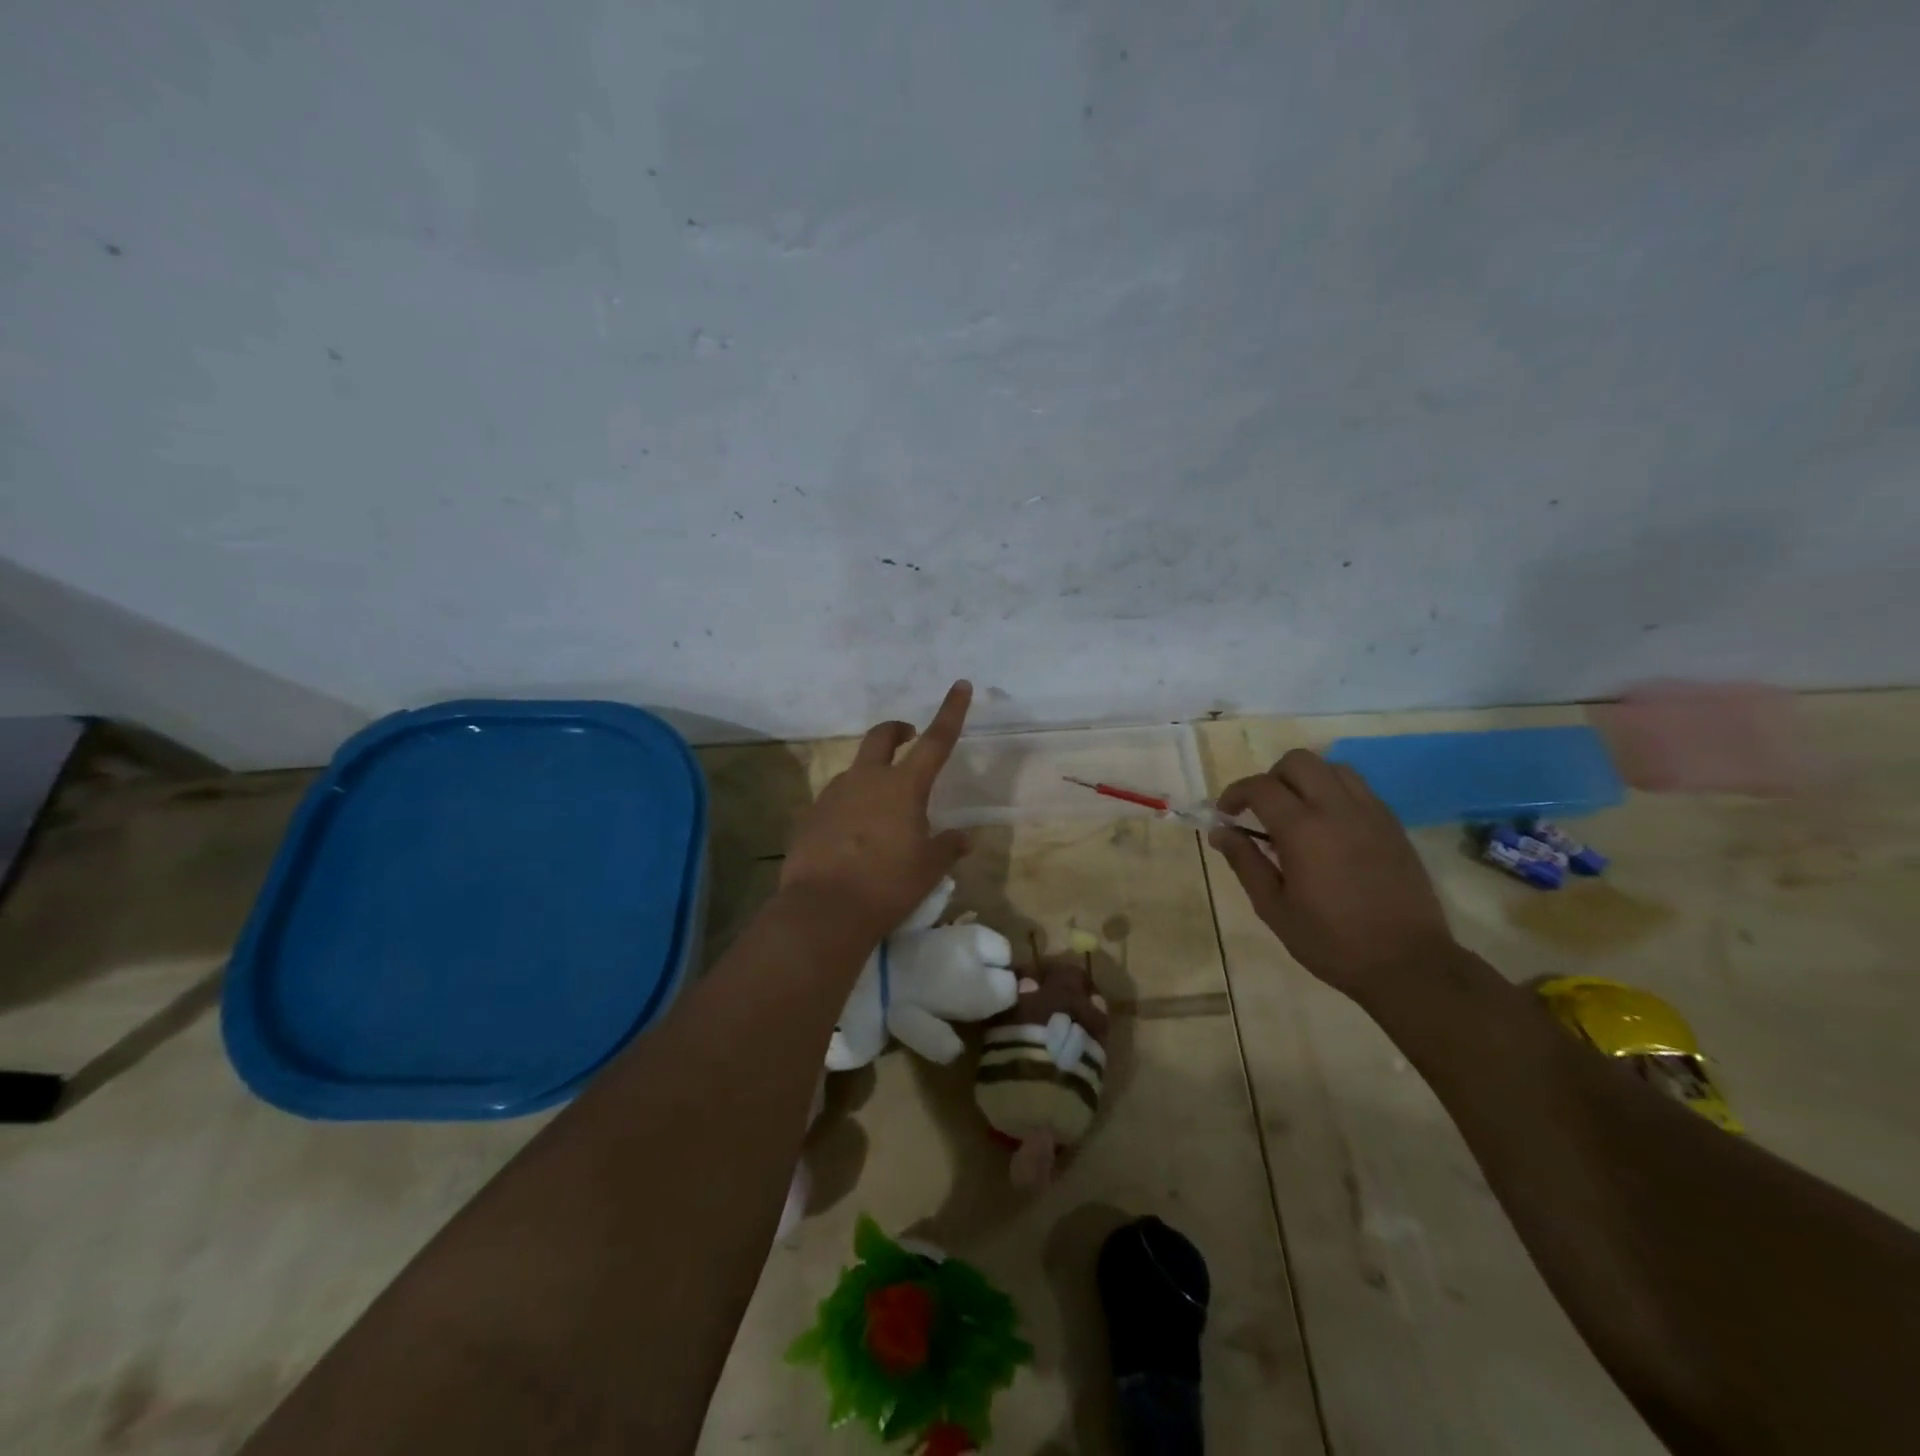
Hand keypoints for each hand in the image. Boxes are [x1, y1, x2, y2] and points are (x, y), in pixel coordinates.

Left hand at [779, 681, 972, 939]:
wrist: (824, 909)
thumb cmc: (888, 885)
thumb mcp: (929, 869)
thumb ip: (947, 847)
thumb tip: (963, 838)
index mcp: (903, 786)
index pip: (935, 740)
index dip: (951, 712)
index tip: (960, 685)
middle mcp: (866, 780)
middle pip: (882, 737)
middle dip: (897, 730)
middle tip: (908, 737)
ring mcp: (833, 794)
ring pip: (855, 770)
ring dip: (871, 775)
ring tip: (881, 810)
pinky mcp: (810, 815)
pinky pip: (835, 800)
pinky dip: (849, 806)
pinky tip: (852, 836)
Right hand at [1208, 749, 1457, 1001]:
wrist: (1408, 963)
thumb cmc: (1331, 941)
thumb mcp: (1273, 907)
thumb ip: (1245, 862)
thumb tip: (1219, 832)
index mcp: (1303, 830)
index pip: (1260, 786)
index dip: (1235, 793)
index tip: (1225, 814)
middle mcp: (1337, 809)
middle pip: (1298, 761)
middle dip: (1271, 777)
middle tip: (1262, 810)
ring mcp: (1371, 813)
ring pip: (1332, 767)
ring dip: (1306, 780)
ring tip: (1297, 813)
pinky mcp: (1392, 824)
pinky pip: (1358, 788)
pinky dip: (1335, 793)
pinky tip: (1329, 827)